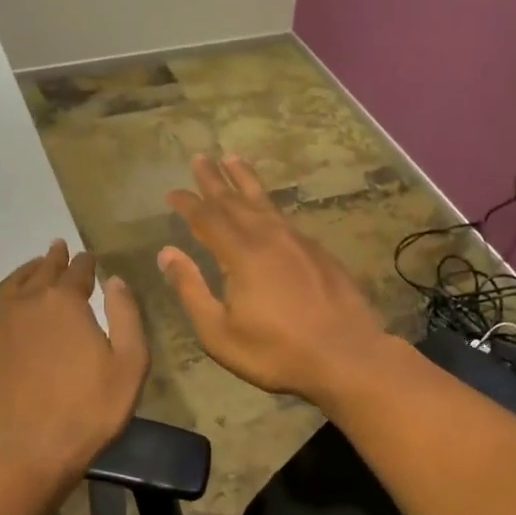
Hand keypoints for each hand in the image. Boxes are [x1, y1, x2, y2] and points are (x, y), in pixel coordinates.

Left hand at [0, 240, 148, 479]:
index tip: (90, 258)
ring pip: (8, 287)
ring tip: (32, 268)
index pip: (78, 272)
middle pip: (42, 273)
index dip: (86, 263)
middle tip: (59, 248)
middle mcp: (28, 304)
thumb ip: (126, 316)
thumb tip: (114, 281)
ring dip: (22, 273)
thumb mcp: (130, 364)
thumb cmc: (90, 411)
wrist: (31, 454)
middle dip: (54, 259)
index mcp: (66, 303)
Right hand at [158, 154, 392, 404]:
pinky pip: (285, 218)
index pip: (207, 218)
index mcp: (241, 254)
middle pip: (236, 200)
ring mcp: (299, 242)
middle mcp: (269, 237)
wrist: (347, 356)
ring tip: (234, 160)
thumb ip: (191, 289)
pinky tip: (268, 210)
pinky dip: (269, 206)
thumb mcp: (220, 332)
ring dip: (246, 181)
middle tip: (201, 158)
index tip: (172, 192)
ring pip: (265, 202)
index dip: (188, 203)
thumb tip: (167, 253)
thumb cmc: (277, 352)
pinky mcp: (319, 253)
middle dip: (215, 180)